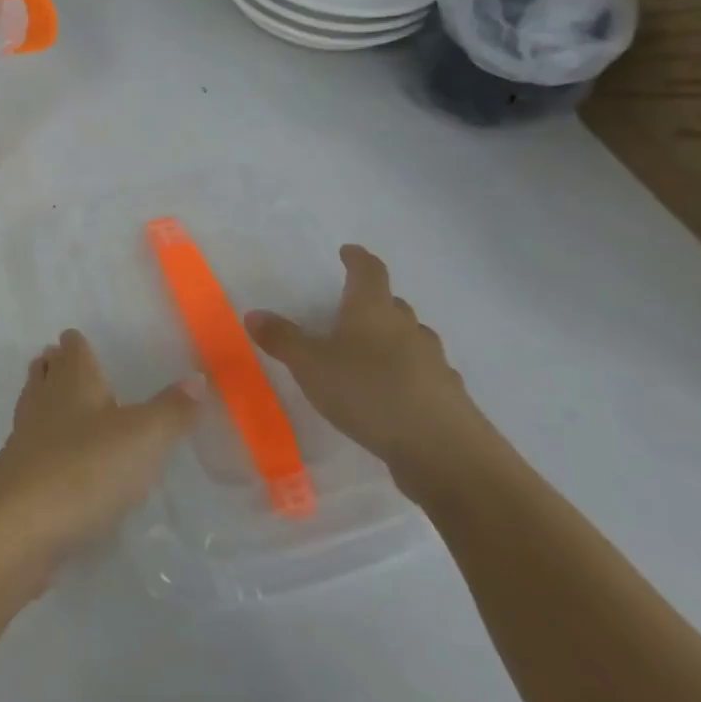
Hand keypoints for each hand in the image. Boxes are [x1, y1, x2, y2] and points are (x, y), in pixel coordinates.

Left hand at [0, 330, 199, 581]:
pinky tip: (57, 460)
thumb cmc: (86, 468)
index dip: (76, 343)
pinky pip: (32, 449)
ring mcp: (25, 440)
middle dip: (54, 367)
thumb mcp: (144, 438)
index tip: (77, 338)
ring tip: (59, 403)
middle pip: (45, 374)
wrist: (19, 526)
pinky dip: (43, 445)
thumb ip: (172, 410)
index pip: (73, 350)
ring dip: (45, 401)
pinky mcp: (17, 478)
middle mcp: (44, 403)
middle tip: (61, 362)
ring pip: (34, 408)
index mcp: (74, 383)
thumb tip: (197, 377)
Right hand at [245, 244, 496, 496]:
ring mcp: (433, 363)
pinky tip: (395, 394)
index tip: (349, 251)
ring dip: (394, 340)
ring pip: (412, 339)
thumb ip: (282, 340)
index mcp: (373, 311)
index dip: (357, 259)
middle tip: (352, 309)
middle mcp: (407, 329)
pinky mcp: (447, 397)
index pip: (369, 272)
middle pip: (393, 305)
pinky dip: (408, 375)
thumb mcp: (310, 366)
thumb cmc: (368, 392)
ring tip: (371, 354)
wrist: (442, 449)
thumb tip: (253, 314)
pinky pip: (424, 374)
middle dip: (374, 302)